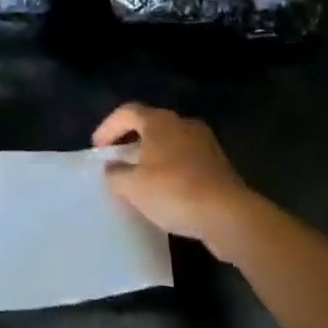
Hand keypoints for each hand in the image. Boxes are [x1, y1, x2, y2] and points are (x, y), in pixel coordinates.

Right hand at [94, 105, 252, 254]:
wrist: (229, 215)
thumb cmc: (175, 191)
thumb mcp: (133, 186)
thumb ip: (116, 173)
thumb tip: (112, 167)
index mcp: (159, 121)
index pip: (127, 112)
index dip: (108, 127)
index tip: (97, 148)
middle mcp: (183, 124)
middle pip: (150, 124)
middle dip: (131, 140)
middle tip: (117, 159)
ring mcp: (205, 143)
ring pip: (170, 143)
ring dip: (153, 156)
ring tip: (141, 177)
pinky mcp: (219, 166)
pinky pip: (187, 160)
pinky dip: (172, 170)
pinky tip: (167, 192)